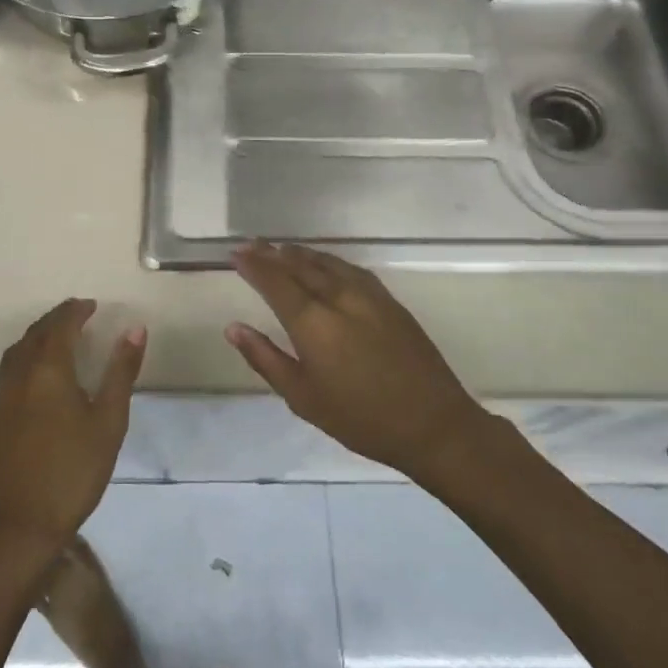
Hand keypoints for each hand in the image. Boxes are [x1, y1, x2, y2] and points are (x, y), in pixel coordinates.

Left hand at [0, 299, 144, 557]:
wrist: (17, 528)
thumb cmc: (73, 473)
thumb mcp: (108, 423)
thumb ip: (120, 371)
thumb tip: (134, 328)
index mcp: (48, 368)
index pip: (61, 323)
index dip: (76, 310)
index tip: (91, 306)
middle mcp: (16, 372)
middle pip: (35, 333)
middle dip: (56, 321)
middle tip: (76, 318)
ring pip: (15, 352)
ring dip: (35, 340)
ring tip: (54, 344)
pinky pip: (0, 376)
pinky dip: (17, 365)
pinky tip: (25, 381)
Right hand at [227, 242, 480, 478]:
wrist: (433, 424)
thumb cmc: (361, 419)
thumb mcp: (303, 398)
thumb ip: (266, 358)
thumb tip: (234, 327)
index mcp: (313, 322)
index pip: (275, 282)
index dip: (253, 265)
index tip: (235, 253)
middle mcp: (338, 298)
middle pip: (299, 265)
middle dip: (272, 253)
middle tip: (251, 244)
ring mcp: (368, 295)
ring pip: (326, 263)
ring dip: (300, 253)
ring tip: (280, 249)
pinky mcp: (389, 300)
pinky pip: (350, 268)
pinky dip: (328, 261)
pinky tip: (324, 264)